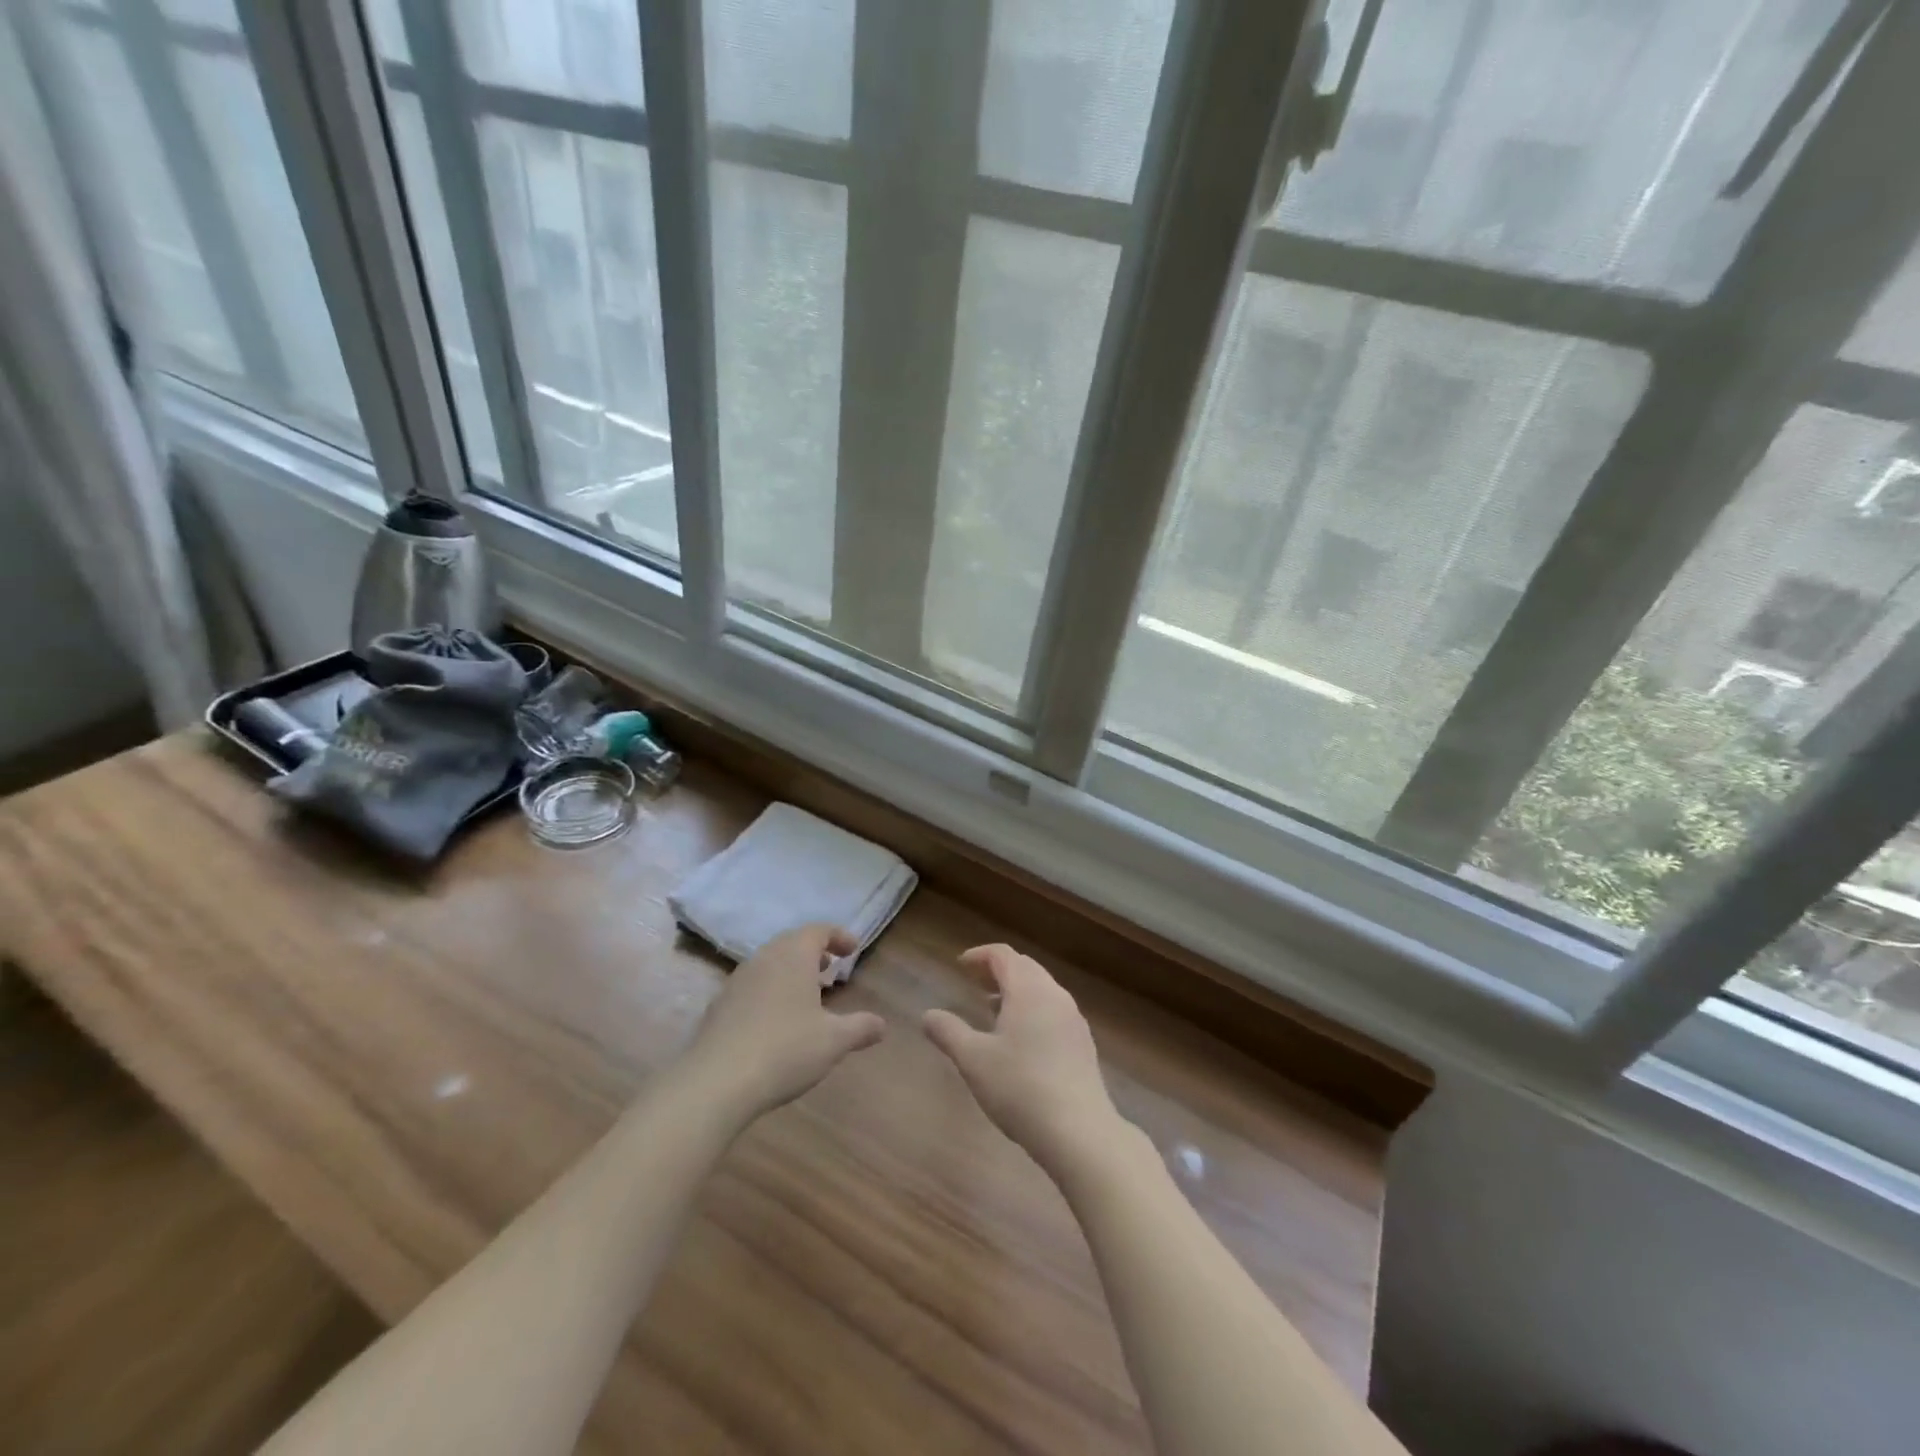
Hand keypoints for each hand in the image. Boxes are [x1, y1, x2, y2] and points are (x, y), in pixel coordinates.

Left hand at [683, 924, 885, 1120]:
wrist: (716, 1083)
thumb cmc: (785, 1050)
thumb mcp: (833, 1041)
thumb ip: (860, 1028)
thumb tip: (882, 1025)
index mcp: (793, 956)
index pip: (818, 930)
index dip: (838, 936)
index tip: (853, 950)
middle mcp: (763, 959)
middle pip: (791, 943)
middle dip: (813, 952)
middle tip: (830, 969)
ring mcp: (736, 981)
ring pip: (769, 963)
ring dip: (790, 971)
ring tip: (806, 995)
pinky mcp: (719, 1006)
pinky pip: (751, 986)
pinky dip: (770, 991)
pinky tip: (776, 1021)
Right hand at [923, 943, 1121, 1172]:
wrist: (1079, 1132)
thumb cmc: (1020, 1088)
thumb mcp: (973, 1060)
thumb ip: (948, 1032)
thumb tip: (928, 1015)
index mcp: (1028, 990)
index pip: (1003, 955)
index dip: (980, 955)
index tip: (961, 965)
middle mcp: (1055, 995)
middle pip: (1025, 967)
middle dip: (998, 970)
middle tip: (974, 983)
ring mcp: (1073, 1019)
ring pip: (1042, 989)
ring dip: (1016, 991)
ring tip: (992, 1010)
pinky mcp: (1083, 1044)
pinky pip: (1054, 1010)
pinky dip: (1033, 1010)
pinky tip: (1021, 1040)